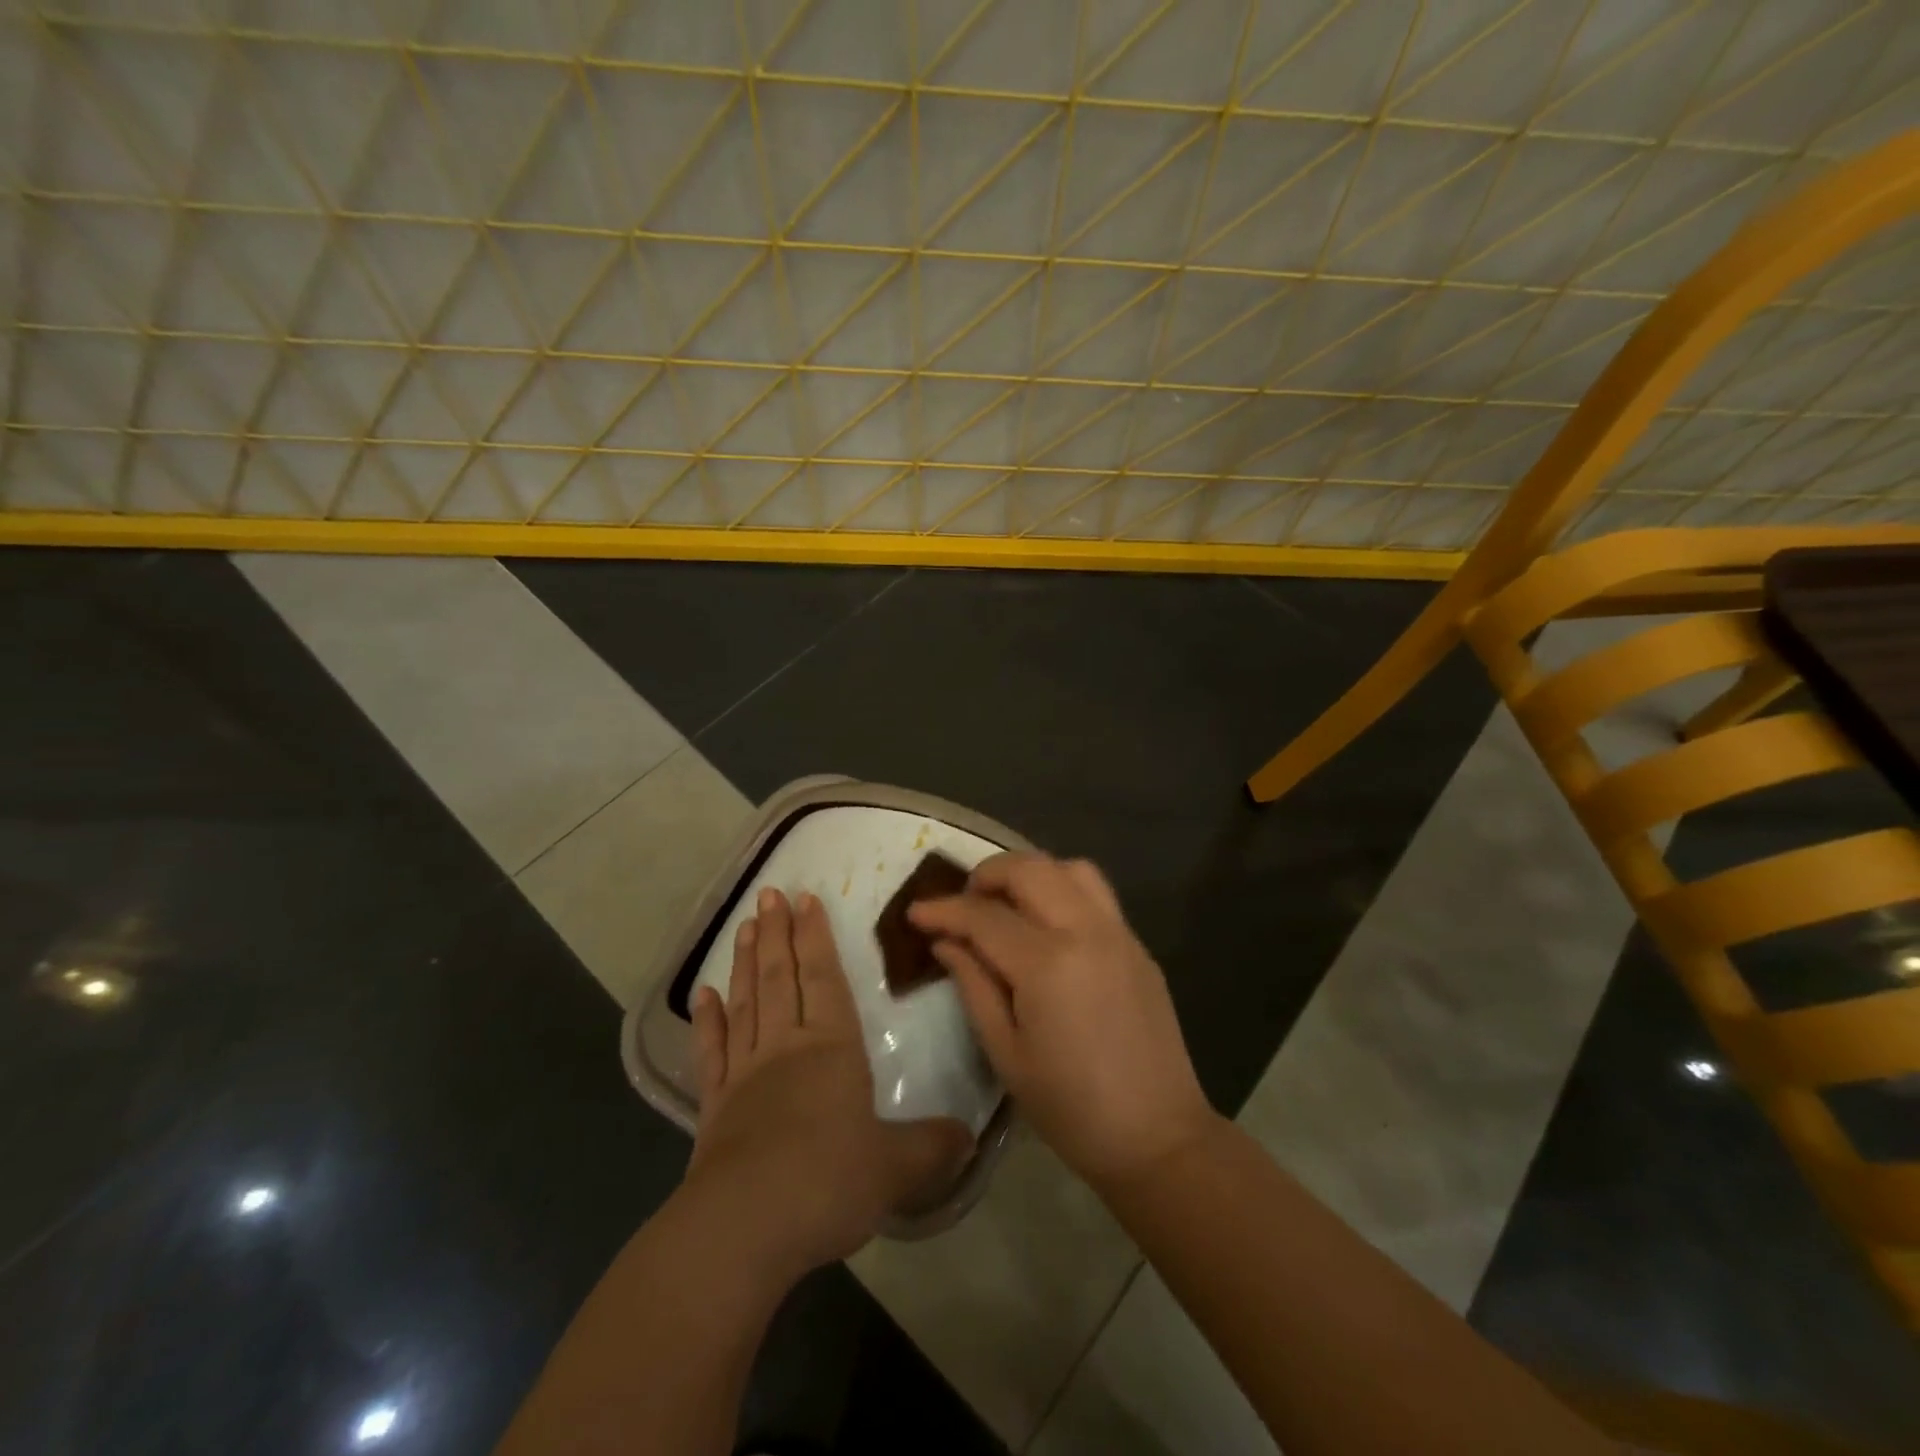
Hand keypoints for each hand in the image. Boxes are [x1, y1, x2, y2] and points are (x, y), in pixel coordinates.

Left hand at [682, 888, 971, 1281]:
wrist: (744, 1228)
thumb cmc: (827, 1183)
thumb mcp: (897, 1167)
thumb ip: (933, 1147)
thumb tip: (970, 1137)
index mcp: (832, 1048)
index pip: (824, 977)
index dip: (816, 936)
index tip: (805, 899)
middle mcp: (786, 1047)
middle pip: (780, 977)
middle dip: (777, 933)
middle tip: (769, 894)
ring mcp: (745, 1073)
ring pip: (747, 1002)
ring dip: (745, 961)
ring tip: (744, 925)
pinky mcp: (715, 1106)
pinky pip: (712, 1051)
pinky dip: (707, 1020)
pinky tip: (702, 995)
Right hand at [908, 853, 1215, 1190]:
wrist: (1158, 1136)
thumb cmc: (1071, 1108)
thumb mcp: (1006, 1054)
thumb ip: (973, 986)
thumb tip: (946, 942)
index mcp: (1048, 964)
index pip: (984, 916)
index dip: (944, 910)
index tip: (915, 912)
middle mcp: (1086, 931)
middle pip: (1030, 869)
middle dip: (987, 874)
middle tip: (963, 903)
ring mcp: (1119, 933)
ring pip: (1070, 868)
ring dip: (1031, 874)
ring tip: (1007, 904)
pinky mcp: (1138, 945)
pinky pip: (1097, 894)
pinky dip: (1062, 890)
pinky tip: (1047, 926)